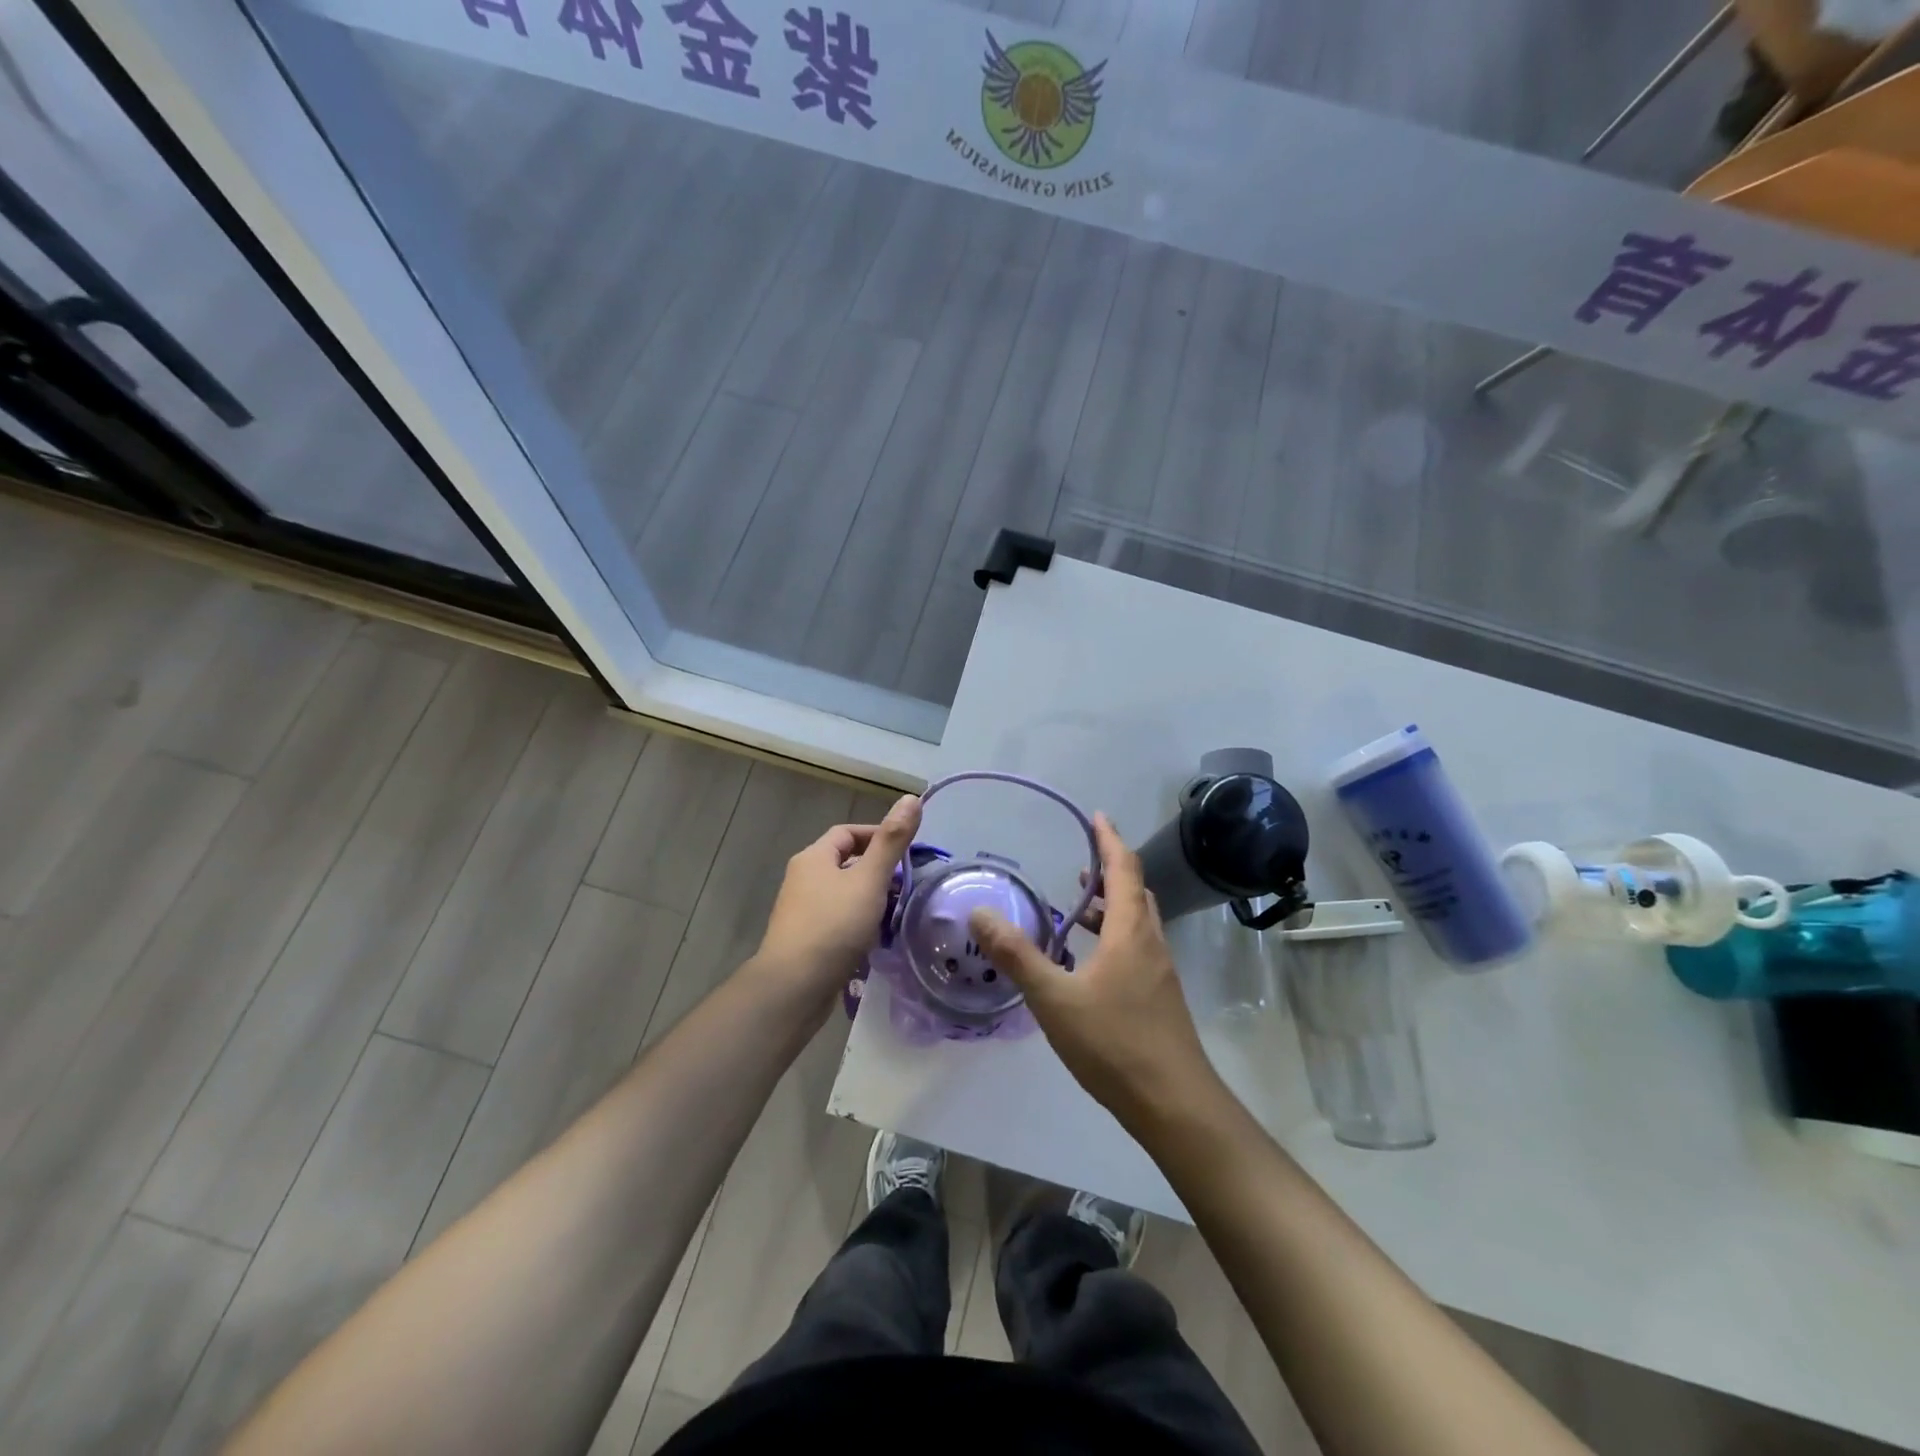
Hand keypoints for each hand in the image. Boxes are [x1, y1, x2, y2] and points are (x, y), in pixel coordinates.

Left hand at [752, 794, 921, 1009]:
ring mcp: (802, 910)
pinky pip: (838, 920)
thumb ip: (892, 841)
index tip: (907, 854)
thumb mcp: (869, 879)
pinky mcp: (806, 939)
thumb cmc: (833, 925)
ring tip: (897, 912)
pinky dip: (859, 923)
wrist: (794, 986)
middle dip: (878, 871)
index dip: (878, 836)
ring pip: (844, 893)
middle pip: (846, 863)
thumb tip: (911, 797)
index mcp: (814, 857)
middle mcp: (803, 878)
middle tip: (907, 885)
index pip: (848, 832)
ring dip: (870, 899)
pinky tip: (876, 938)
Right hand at [969, 813, 1221, 1130]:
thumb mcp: (1054, 998)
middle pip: (1135, 891)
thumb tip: (980, 913)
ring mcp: (1159, 972)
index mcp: (1130, 931)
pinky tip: (1089, 963)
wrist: (1174, 1104)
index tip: (1097, 815)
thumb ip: (1016, 954)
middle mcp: (1151, 942)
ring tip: (1079, 908)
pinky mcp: (1160, 997)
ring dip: (1111, 905)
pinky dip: (1114, 936)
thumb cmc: (1114, 1043)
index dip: (1109, 839)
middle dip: (1110, 870)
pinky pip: (1137, 947)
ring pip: (1137, 922)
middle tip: (1081, 862)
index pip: (1123, 869)